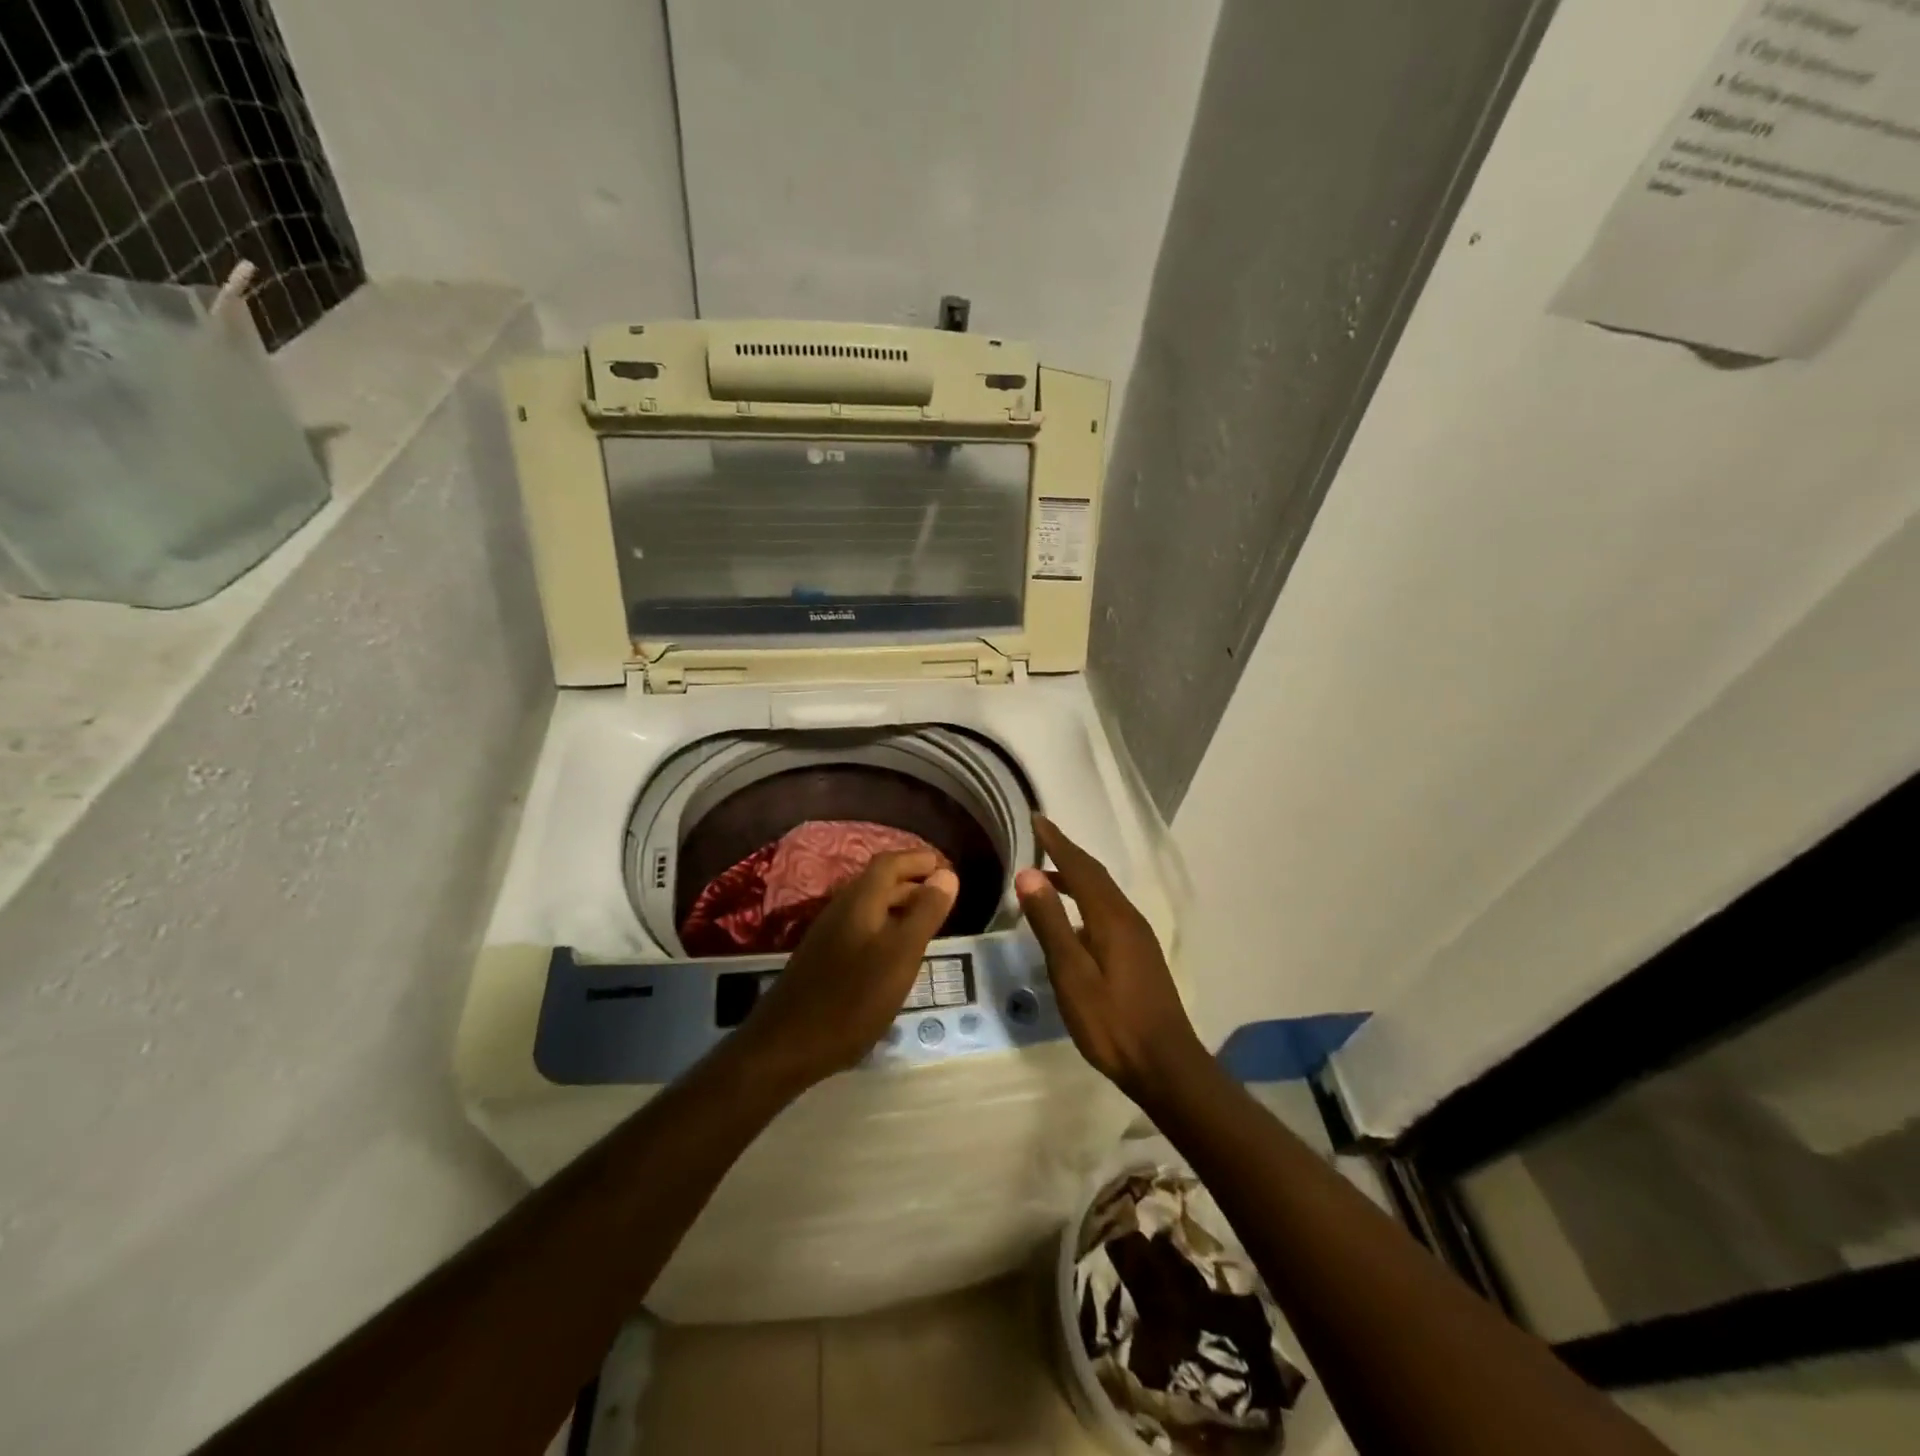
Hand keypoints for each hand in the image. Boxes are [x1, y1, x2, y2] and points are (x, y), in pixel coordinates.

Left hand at [738, 850, 957, 1088]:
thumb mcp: (900, 955)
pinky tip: (897, 954)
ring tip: (928, 922)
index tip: (947, 868)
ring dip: (900, 906)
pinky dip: (886, 928)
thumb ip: (925, 913)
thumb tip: (946, 874)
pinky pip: (862, 929)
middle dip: (913, 882)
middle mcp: (842, 909)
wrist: (786, 1045)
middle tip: (945, 895)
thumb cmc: (852, 998)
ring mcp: (829, 935)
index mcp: (860, 901)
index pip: (890, 862)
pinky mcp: (824, 959)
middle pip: (880, 882)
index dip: (919, 859)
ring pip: (870, 907)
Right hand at [1016, 815, 1207, 1104]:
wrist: (1165, 1065)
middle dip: (1068, 853)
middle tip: (1042, 836)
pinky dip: (1087, 901)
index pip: (1080, 867)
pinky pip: (1109, 911)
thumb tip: (1029, 873)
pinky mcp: (1140, 954)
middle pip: (1096, 875)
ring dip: (1078, 877)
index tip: (1037, 819)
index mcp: (1111, 917)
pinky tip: (1074, 922)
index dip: (1057, 842)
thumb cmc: (1112, 1022)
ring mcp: (1138, 937)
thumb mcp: (1072, 974)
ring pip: (1104, 893)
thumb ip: (1050, 923)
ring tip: (1050, 875)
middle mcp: (1128, 918)